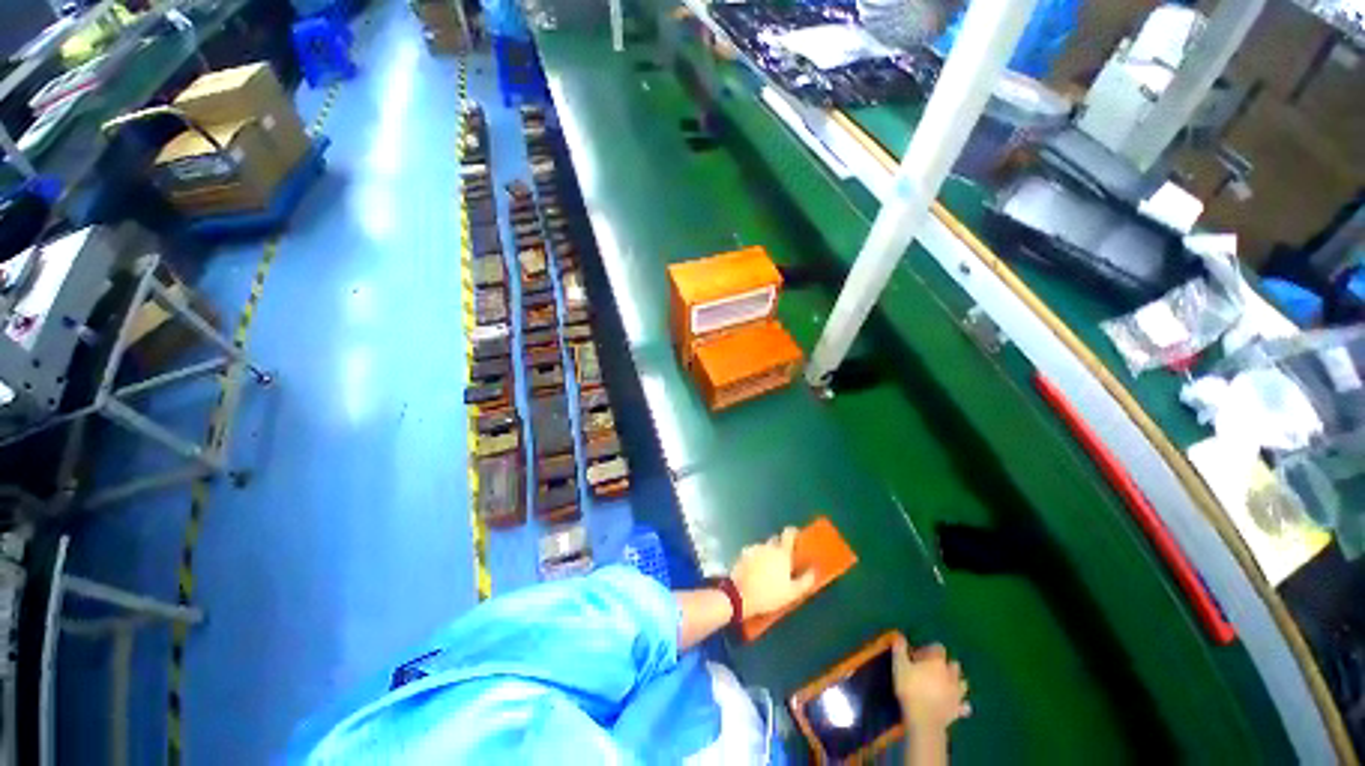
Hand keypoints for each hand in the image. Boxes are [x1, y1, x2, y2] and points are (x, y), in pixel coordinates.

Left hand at [729, 527, 815, 617]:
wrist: (740, 595)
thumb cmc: (769, 595)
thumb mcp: (793, 593)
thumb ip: (806, 580)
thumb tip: (814, 570)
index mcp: (782, 553)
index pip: (789, 534)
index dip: (793, 532)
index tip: (796, 536)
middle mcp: (768, 546)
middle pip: (776, 540)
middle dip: (780, 547)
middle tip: (783, 562)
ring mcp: (754, 548)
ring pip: (764, 547)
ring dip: (767, 554)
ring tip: (767, 571)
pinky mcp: (743, 554)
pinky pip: (753, 552)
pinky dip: (756, 558)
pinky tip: (755, 571)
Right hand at [892, 638, 970, 732]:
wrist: (924, 720)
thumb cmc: (910, 689)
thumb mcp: (899, 665)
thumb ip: (900, 649)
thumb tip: (900, 636)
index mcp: (937, 662)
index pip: (938, 648)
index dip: (929, 649)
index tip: (919, 655)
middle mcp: (951, 675)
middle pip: (954, 664)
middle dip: (947, 665)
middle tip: (933, 669)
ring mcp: (957, 693)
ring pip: (963, 683)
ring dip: (957, 683)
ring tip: (946, 685)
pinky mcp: (958, 709)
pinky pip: (964, 705)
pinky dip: (961, 704)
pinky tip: (956, 705)